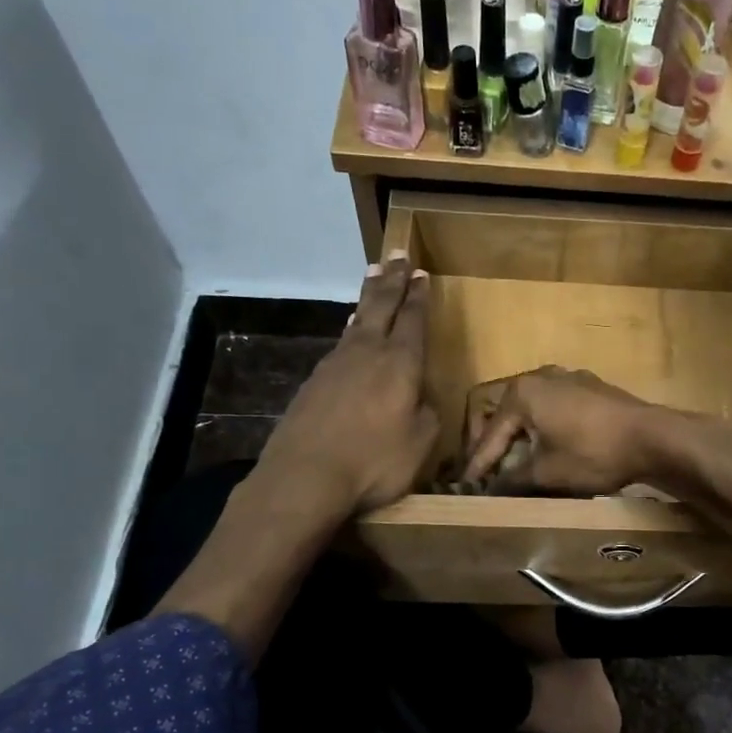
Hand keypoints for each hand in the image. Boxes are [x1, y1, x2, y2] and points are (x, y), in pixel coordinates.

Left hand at [257, 253, 439, 520]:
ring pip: (358, 320)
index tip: (421, 273)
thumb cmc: (373, 462)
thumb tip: (420, 399)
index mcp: (400, 364)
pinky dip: (351, 326)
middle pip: (382, 306)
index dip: (419, 296)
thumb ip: (427, 415)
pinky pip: (341, 341)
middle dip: (393, 280)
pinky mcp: (314, 381)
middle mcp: (367, 353)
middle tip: (397, 255)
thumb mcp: (421, 444)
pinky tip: (351, 328)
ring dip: (368, 297)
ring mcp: (336, 364)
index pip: (413, 320)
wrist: (305, 476)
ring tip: (373, 276)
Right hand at [460, 367, 670, 495]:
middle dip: (492, 443)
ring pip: (529, 408)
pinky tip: (546, 448)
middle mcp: (539, 376)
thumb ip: (512, 479)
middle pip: (503, 412)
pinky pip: (553, 406)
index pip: (489, 434)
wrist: (653, 437)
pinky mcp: (589, 387)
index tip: (466, 487)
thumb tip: (491, 488)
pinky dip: (542, 427)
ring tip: (513, 462)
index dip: (477, 464)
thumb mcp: (547, 473)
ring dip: (518, 435)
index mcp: (522, 393)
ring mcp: (567, 377)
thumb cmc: (593, 453)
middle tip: (485, 470)